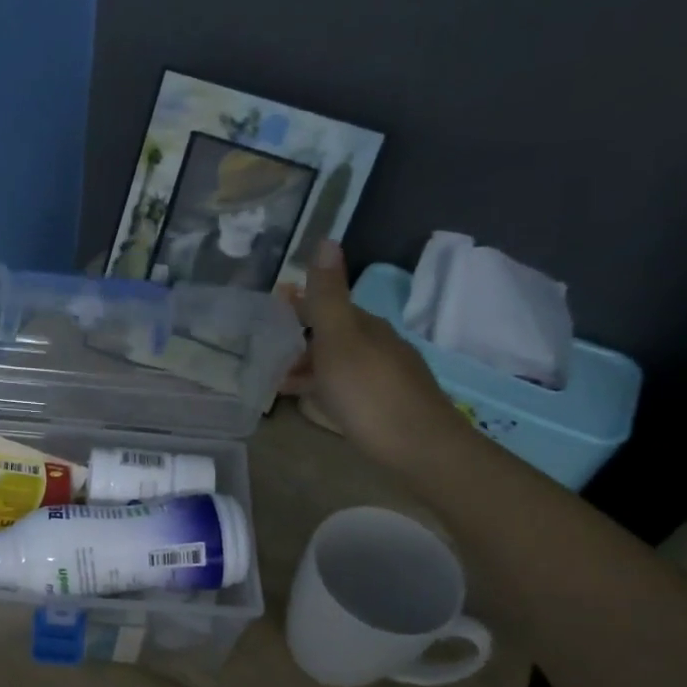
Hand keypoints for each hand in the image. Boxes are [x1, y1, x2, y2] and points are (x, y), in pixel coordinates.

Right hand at [281, 241, 470, 469]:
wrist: (420, 448)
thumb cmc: (369, 392)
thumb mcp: (340, 340)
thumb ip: (328, 296)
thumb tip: (327, 239)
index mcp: (366, 326)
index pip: (328, 305)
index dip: (299, 304)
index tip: (271, 308)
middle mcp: (379, 345)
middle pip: (333, 334)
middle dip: (301, 338)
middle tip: (266, 352)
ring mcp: (386, 376)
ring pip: (340, 363)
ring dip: (311, 366)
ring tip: (280, 382)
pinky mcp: (389, 406)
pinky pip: (349, 387)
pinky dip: (327, 387)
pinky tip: (317, 404)